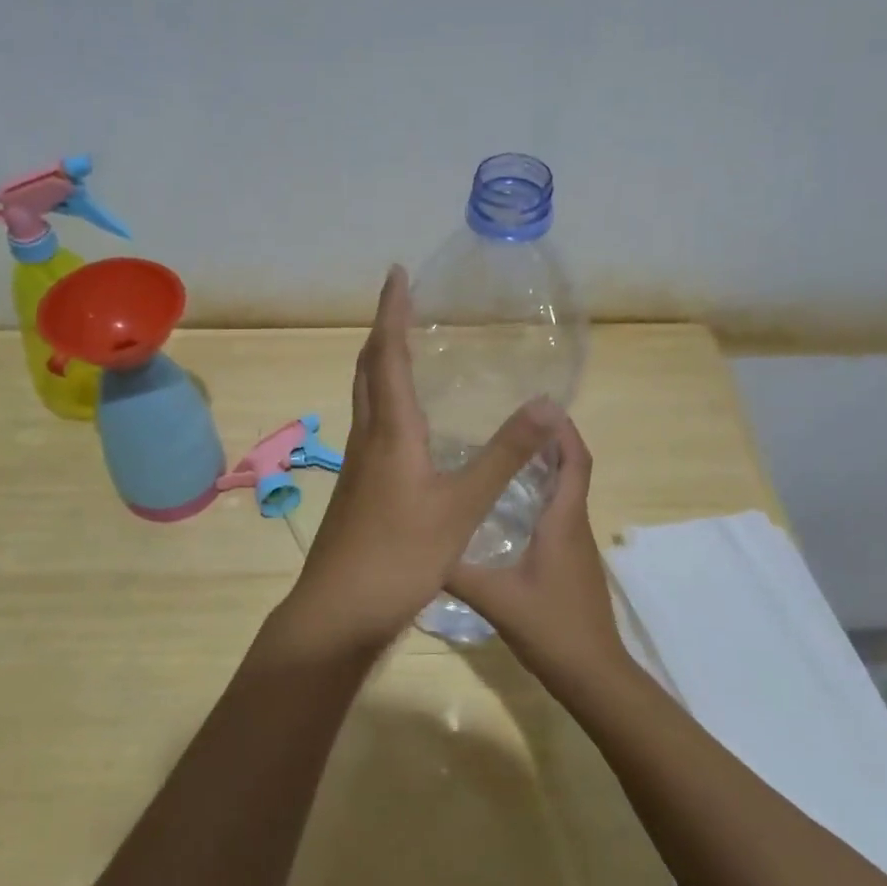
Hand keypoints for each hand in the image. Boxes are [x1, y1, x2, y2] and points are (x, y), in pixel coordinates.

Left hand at [288, 266, 559, 652]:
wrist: (339, 611)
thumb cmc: (399, 555)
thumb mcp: (462, 506)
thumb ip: (504, 455)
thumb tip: (546, 403)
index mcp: (390, 431)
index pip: (387, 355)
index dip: (392, 311)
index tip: (397, 273)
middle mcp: (367, 438)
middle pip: (368, 370)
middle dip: (383, 332)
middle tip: (403, 304)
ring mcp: (358, 466)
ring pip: (366, 399)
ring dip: (381, 366)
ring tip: (405, 351)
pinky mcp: (359, 490)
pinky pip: (372, 427)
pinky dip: (387, 404)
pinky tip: (409, 425)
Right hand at [445, 417, 628, 689]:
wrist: (593, 675)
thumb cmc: (551, 629)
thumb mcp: (495, 598)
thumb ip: (456, 571)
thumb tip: (415, 545)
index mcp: (563, 522)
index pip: (575, 462)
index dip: (563, 431)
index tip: (540, 406)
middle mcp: (574, 526)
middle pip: (572, 470)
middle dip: (549, 442)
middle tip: (510, 422)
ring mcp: (576, 546)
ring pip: (565, 494)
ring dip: (545, 468)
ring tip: (503, 453)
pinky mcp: (571, 563)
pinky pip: (559, 515)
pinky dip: (541, 496)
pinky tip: (507, 507)